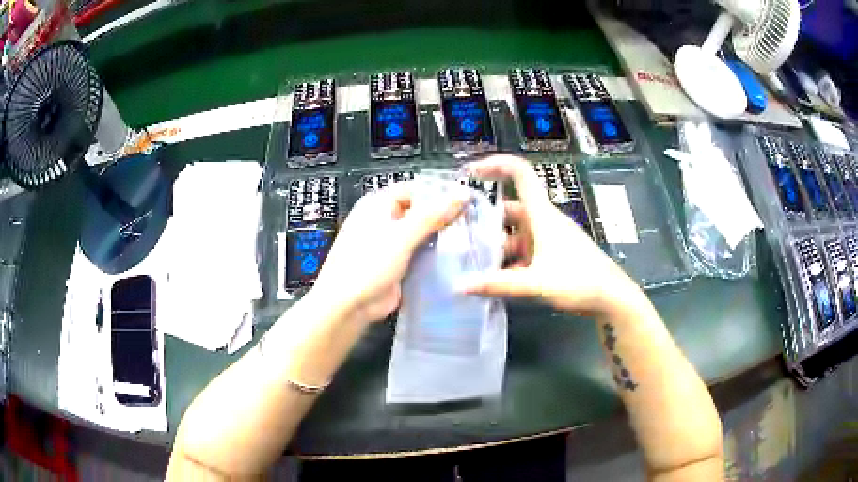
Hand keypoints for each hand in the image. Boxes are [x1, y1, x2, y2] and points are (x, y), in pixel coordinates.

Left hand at [310, 182, 467, 324]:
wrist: (348, 305)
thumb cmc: (369, 264)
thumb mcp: (402, 235)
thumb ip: (433, 214)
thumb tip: (463, 192)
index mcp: (379, 204)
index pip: (416, 189)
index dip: (441, 192)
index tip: (469, 199)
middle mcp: (385, 219)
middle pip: (421, 210)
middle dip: (445, 215)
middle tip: (475, 219)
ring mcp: (392, 242)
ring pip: (423, 232)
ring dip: (443, 235)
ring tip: (473, 236)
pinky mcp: (399, 263)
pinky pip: (421, 251)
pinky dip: (436, 252)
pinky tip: (459, 255)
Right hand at [461, 155, 638, 314]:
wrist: (611, 298)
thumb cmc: (579, 281)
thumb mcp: (536, 283)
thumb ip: (498, 284)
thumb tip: (461, 286)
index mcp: (542, 214)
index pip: (520, 174)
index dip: (496, 165)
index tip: (471, 172)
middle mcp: (544, 221)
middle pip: (510, 209)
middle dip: (486, 221)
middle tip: (461, 235)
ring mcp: (549, 239)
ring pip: (516, 234)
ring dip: (497, 246)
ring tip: (473, 264)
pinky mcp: (553, 255)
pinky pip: (525, 251)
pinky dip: (510, 262)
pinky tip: (496, 280)